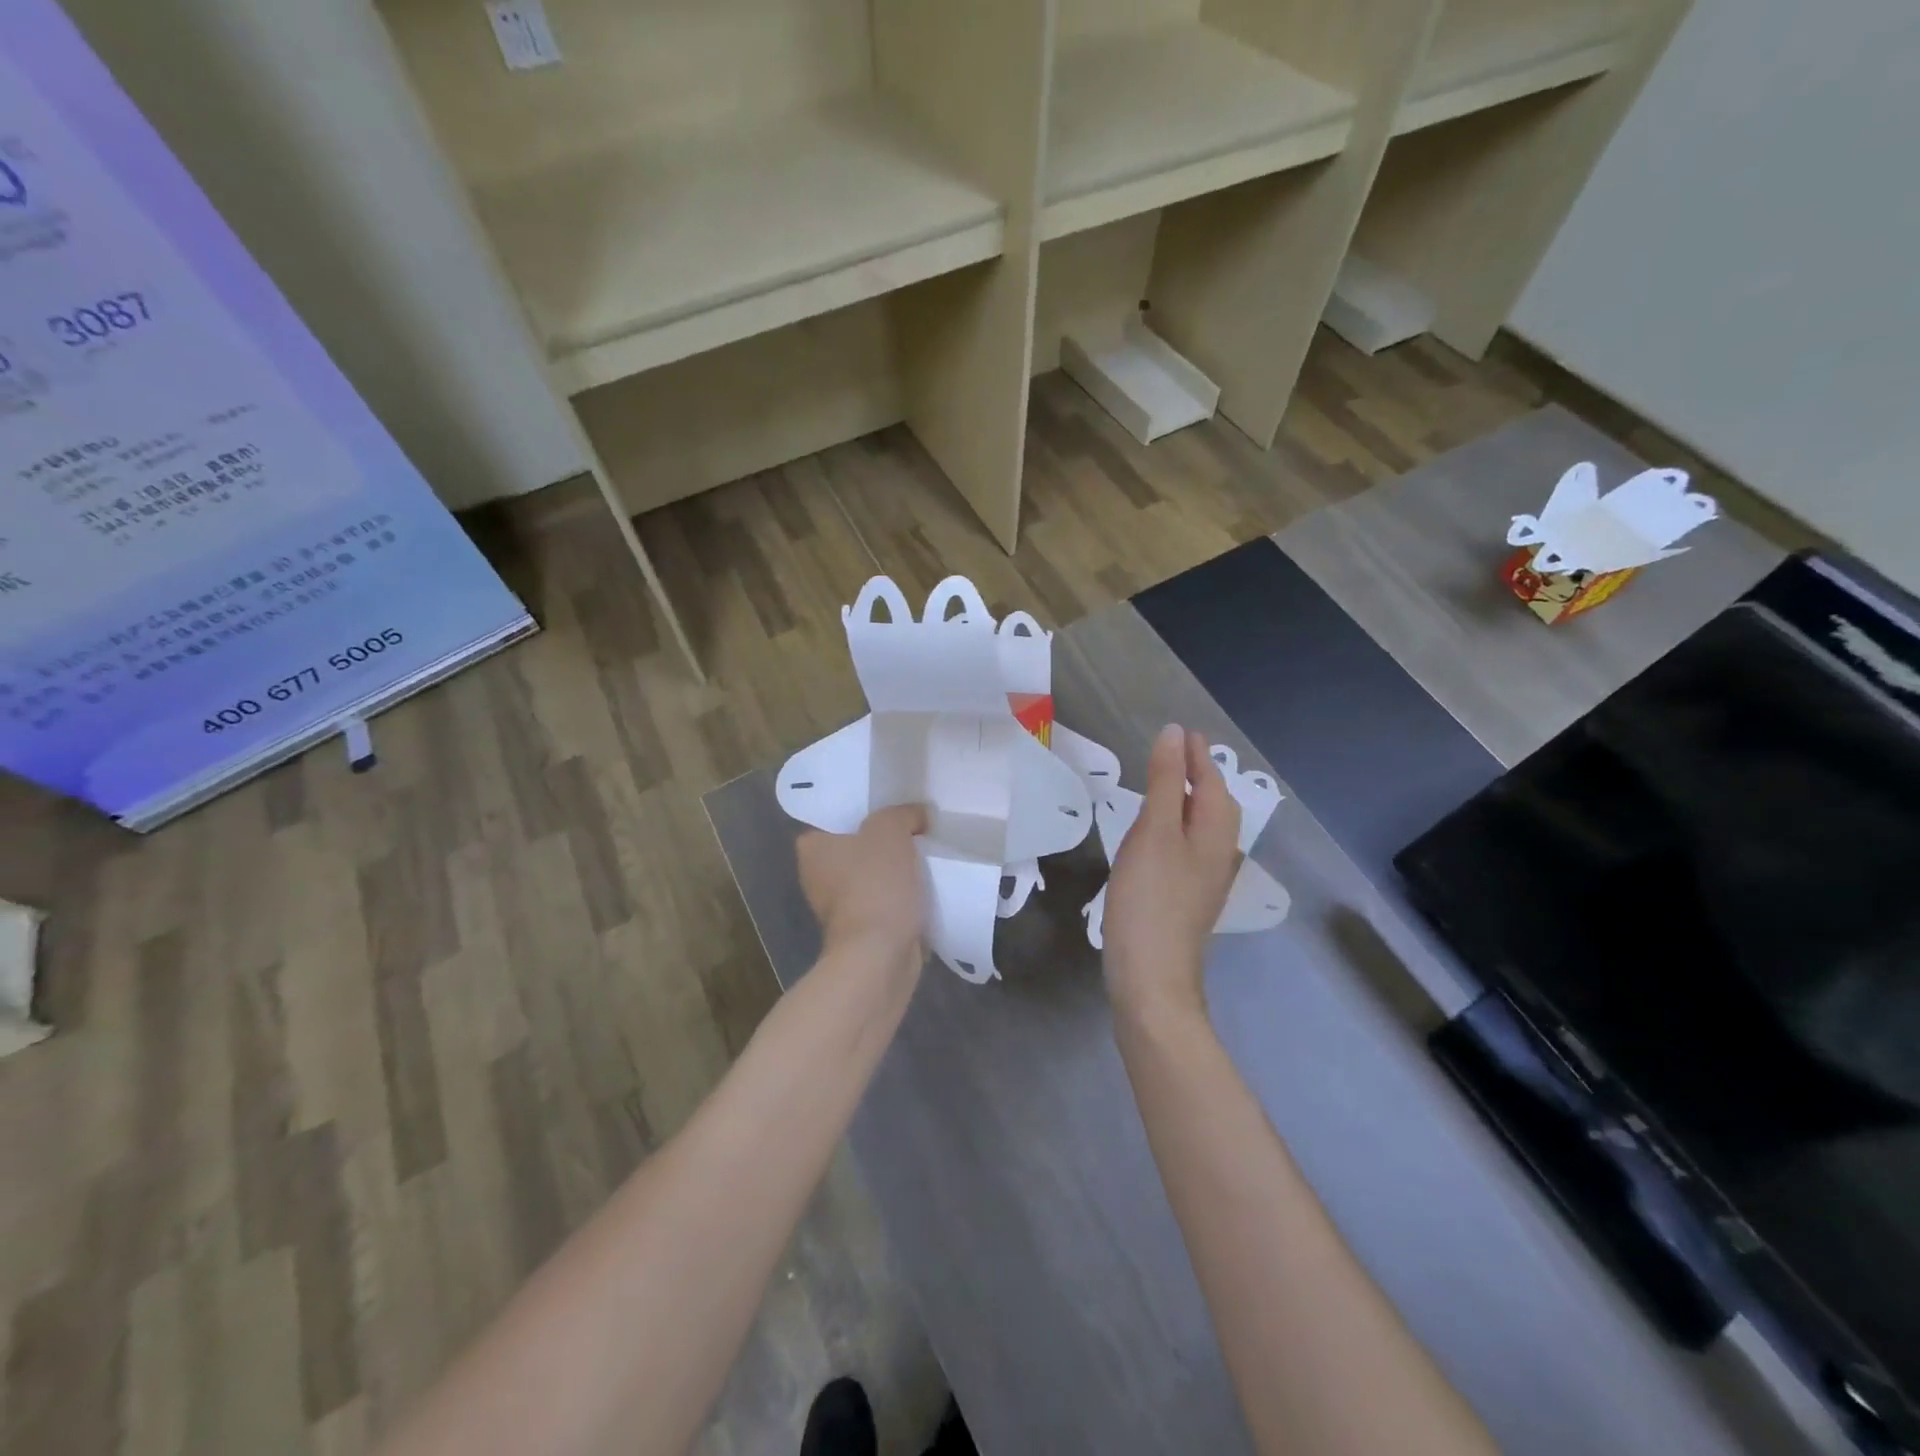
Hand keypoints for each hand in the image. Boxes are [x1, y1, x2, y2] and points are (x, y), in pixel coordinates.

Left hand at [798, 804, 928, 968]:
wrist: (880, 955)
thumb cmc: (875, 885)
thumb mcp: (890, 830)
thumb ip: (904, 813)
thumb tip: (919, 815)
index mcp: (812, 848)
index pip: (834, 818)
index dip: (863, 810)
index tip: (890, 807)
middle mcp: (817, 876)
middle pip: (857, 846)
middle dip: (883, 840)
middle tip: (916, 826)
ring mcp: (838, 907)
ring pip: (872, 875)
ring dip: (895, 870)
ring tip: (927, 853)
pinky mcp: (861, 929)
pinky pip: (884, 900)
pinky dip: (901, 895)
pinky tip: (926, 885)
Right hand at [1104, 725, 1240, 1022]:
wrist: (1151, 975)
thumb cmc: (1150, 897)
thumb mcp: (1155, 830)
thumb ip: (1166, 782)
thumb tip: (1174, 734)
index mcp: (1217, 832)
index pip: (1212, 780)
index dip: (1196, 754)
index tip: (1181, 730)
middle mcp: (1221, 852)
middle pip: (1216, 803)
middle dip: (1199, 773)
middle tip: (1175, 750)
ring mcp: (1206, 878)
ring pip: (1204, 826)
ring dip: (1189, 798)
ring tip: (1167, 782)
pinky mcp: (1188, 896)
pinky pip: (1190, 845)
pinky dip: (1178, 824)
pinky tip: (1160, 832)